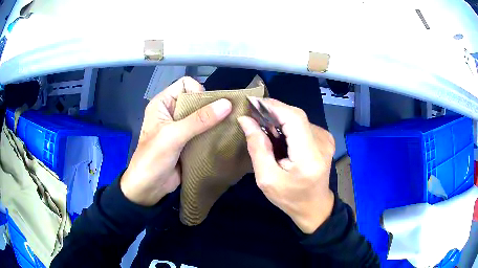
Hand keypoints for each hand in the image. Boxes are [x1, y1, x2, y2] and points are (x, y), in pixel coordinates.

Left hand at [121, 77, 231, 205]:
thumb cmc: (153, 158)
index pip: (185, 84)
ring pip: (202, 116)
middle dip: (211, 107)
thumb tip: (227, 104)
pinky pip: (204, 131)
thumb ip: (199, 120)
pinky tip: (223, 138)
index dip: (198, 91)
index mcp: (163, 103)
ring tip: (227, 128)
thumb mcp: (173, 136)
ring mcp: (181, 127)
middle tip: (225, 118)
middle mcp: (172, 112)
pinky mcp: (188, 141)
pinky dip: (213, 133)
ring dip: (214, 121)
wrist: (149, 188)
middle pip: (196, 100)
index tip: (208, 108)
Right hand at [238, 98, 334, 233]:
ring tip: (263, 125)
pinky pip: (303, 124)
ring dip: (279, 118)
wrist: (315, 206)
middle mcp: (323, 143)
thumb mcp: (267, 179)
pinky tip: (278, 134)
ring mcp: (326, 139)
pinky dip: (288, 124)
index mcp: (310, 156)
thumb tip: (246, 120)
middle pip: (296, 115)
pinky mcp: (325, 139)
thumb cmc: (290, 198)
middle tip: (253, 113)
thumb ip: (257, 148)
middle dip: (273, 111)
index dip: (273, 106)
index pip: (294, 119)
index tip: (252, 102)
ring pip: (298, 118)